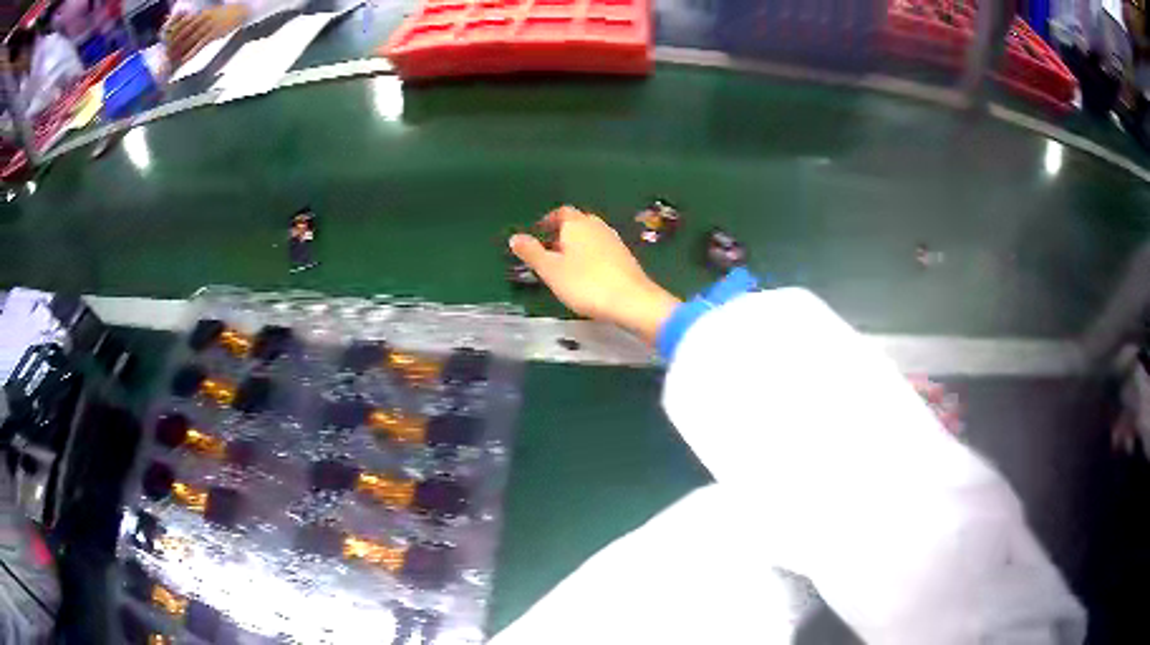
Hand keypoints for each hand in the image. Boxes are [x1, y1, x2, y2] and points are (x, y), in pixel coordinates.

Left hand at [163, 5, 248, 65]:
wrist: (240, 11)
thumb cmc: (223, 14)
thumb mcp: (209, 13)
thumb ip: (197, 20)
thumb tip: (183, 26)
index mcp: (201, 13)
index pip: (183, 24)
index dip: (173, 33)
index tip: (164, 42)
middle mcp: (203, 19)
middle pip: (184, 33)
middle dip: (174, 44)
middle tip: (165, 54)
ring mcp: (209, 27)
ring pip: (190, 40)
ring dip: (180, 51)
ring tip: (171, 60)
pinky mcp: (213, 34)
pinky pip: (199, 46)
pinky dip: (191, 54)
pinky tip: (184, 60)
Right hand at [510, 206, 680, 343]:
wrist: (632, 301)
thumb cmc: (585, 283)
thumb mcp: (550, 270)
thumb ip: (531, 252)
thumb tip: (514, 237)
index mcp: (577, 224)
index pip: (561, 213)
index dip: (548, 221)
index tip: (538, 233)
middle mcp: (597, 226)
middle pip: (577, 223)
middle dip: (562, 234)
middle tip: (549, 251)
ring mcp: (614, 240)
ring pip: (590, 236)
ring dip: (577, 246)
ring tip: (565, 265)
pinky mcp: (625, 257)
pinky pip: (602, 250)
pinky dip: (591, 256)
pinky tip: (588, 275)